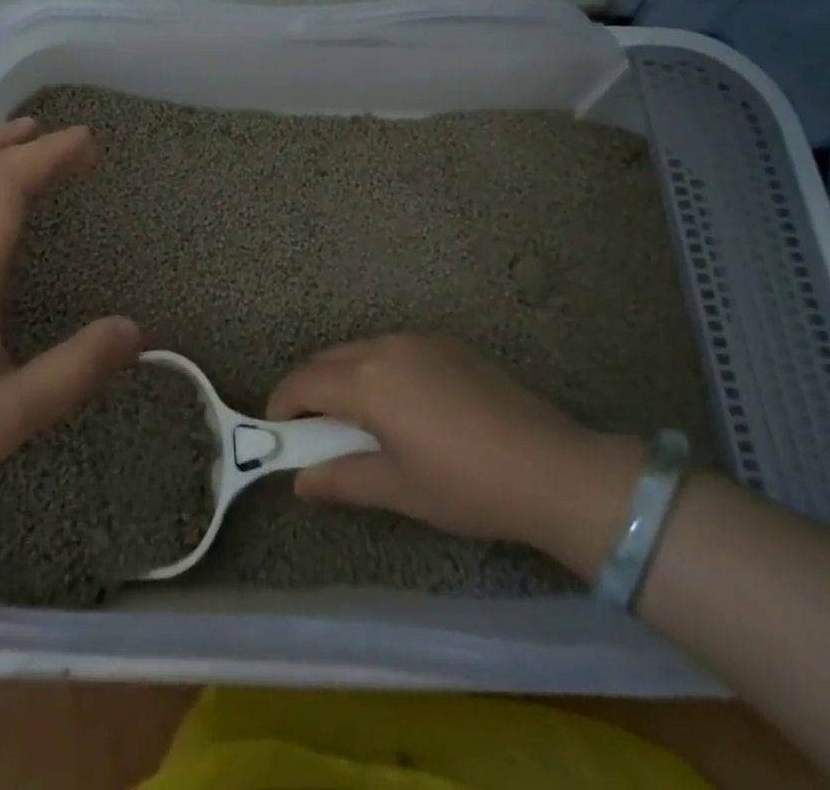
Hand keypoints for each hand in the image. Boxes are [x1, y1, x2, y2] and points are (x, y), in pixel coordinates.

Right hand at [266, 333, 640, 573]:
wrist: (552, 467)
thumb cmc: (466, 485)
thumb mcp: (398, 490)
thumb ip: (341, 479)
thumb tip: (300, 481)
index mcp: (367, 381)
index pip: (303, 382)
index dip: (281, 404)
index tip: (277, 431)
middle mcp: (387, 346)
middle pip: (327, 358)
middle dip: (308, 388)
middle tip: (311, 429)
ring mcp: (420, 339)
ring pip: (360, 349)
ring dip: (343, 376)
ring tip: (356, 418)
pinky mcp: (448, 343)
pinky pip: (394, 348)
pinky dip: (377, 369)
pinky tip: (401, 404)